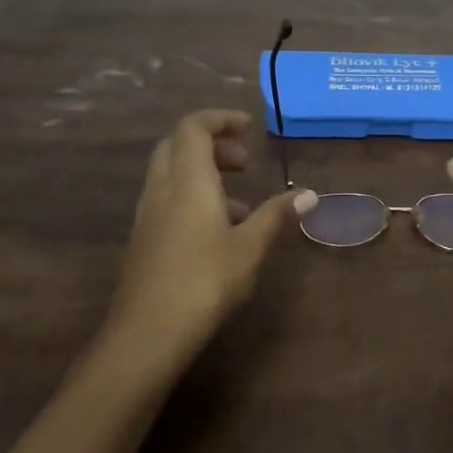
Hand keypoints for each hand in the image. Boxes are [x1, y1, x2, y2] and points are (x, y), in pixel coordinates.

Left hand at [110, 110, 314, 357]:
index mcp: (188, 180)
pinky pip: (167, 199)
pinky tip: (218, 231)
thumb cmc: (204, 281)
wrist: (147, 334)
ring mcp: (148, 214)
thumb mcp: (250, 246)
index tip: (248, 126)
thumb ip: (276, 215)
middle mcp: (162, 189)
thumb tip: (309, 194)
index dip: (220, 119)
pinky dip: (192, 196)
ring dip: (203, 172)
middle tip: (244, 161)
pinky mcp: (143, 239)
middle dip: (212, 143)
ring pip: (171, 173)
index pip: (194, 127)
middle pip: (178, 145)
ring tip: (240, 202)